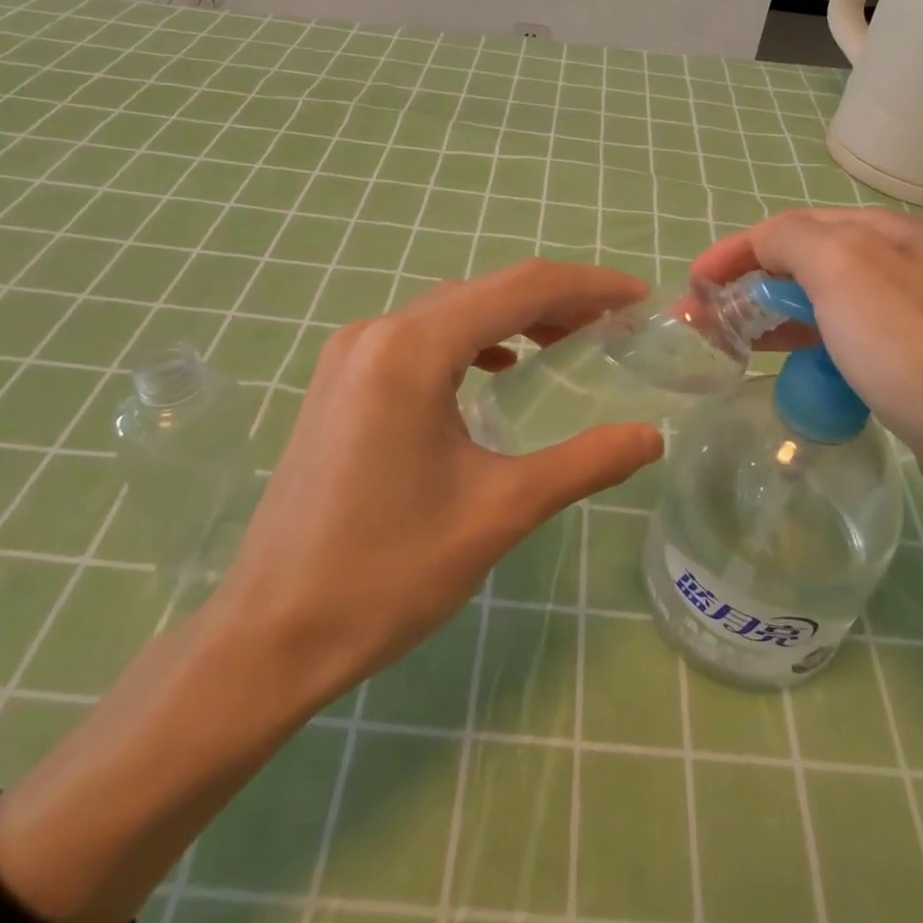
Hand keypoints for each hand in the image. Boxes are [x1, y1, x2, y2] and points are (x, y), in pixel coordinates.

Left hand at [206, 259, 663, 711]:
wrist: (270, 635)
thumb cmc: (387, 573)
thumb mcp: (500, 513)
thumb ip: (584, 464)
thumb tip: (651, 437)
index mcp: (413, 350)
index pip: (521, 289)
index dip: (589, 287)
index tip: (639, 299)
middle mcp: (377, 333)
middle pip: (485, 292)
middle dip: (556, 302)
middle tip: (614, 326)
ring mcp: (350, 354)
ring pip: (451, 312)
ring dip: (512, 319)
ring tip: (566, 341)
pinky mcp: (339, 381)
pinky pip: (418, 338)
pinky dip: (469, 342)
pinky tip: (494, 372)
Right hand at [692, 208, 922, 472]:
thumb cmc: (917, 352)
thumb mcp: (846, 271)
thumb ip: (794, 241)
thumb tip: (766, 247)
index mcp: (892, 235)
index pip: (796, 227)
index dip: (737, 250)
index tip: (693, 285)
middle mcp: (909, 271)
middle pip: (811, 264)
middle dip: (752, 285)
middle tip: (708, 321)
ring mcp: (919, 326)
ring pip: (829, 308)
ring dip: (777, 318)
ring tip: (736, 346)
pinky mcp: (921, 375)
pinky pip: (848, 348)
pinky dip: (811, 351)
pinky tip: (797, 374)